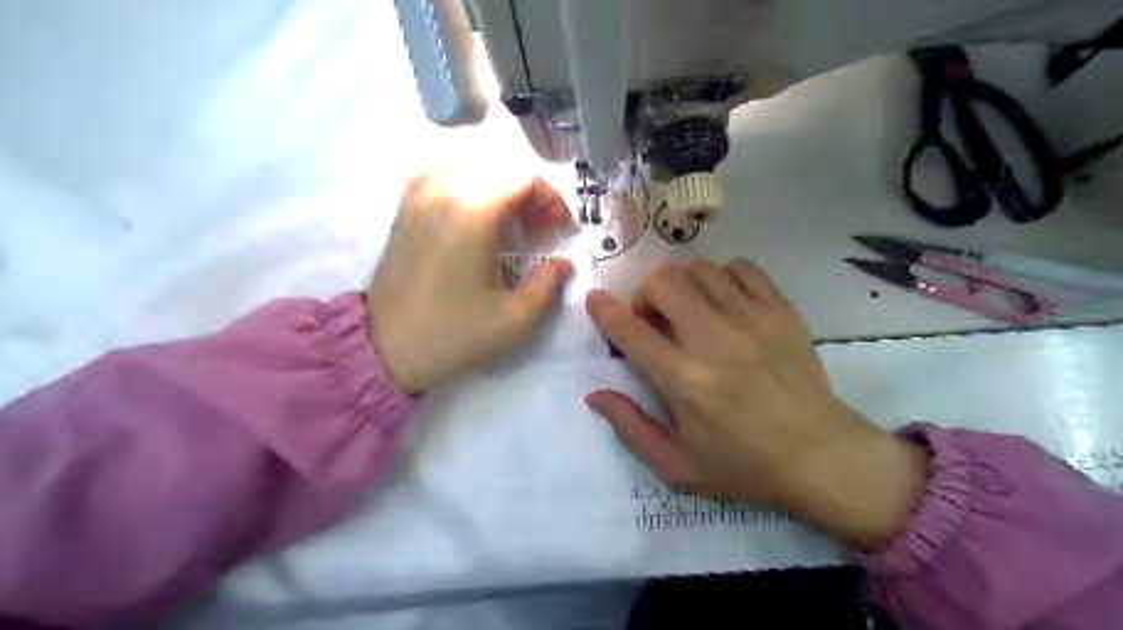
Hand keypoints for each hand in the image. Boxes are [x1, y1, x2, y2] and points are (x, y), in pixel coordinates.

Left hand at [369, 172, 572, 393]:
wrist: (385, 349)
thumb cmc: (453, 334)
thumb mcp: (514, 320)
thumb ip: (549, 286)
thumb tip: (563, 264)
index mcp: (472, 212)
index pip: (523, 177)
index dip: (552, 199)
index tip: (561, 231)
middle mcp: (443, 192)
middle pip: (499, 168)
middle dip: (529, 194)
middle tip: (540, 229)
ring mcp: (418, 197)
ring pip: (471, 168)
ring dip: (500, 189)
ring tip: (510, 224)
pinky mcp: (405, 210)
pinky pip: (444, 178)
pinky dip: (470, 188)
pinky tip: (476, 218)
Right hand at [588, 257, 929, 547]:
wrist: (820, 456)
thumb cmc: (743, 465)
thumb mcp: (676, 465)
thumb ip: (630, 427)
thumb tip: (594, 395)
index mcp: (684, 380)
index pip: (630, 330)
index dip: (604, 310)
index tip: (596, 301)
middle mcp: (714, 340)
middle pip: (663, 282)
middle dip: (644, 294)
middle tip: (653, 320)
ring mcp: (751, 319)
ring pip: (699, 268)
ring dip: (681, 284)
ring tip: (687, 310)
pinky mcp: (781, 310)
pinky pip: (741, 268)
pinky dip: (721, 276)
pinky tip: (722, 301)